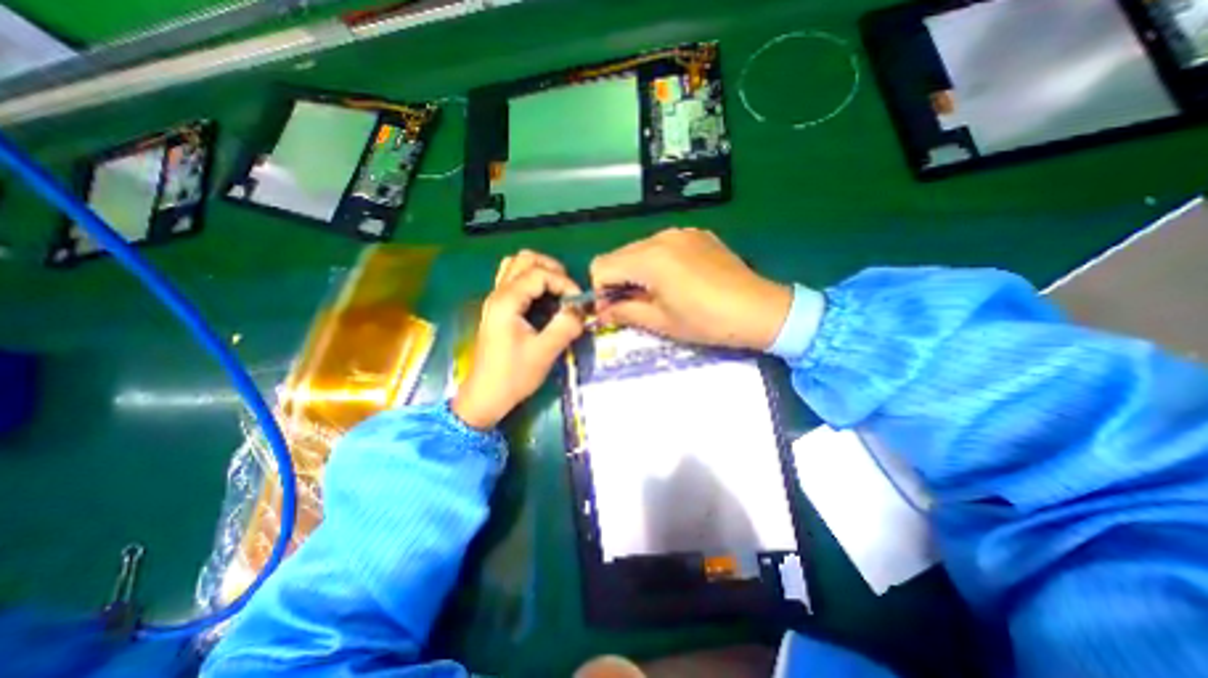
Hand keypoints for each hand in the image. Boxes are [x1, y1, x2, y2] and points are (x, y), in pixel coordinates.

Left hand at [454, 248, 586, 428]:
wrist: (486, 396)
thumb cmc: (513, 376)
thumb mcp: (544, 352)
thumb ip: (566, 326)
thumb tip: (581, 310)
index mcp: (507, 301)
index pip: (539, 273)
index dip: (563, 282)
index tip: (578, 302)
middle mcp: (498, 294)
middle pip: (524, 259)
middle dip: (551, 269)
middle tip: (568, 289)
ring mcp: (495, 300)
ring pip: (516, 266)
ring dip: (540, 271)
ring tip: (557, 290)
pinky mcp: (498, 309)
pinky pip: (513, 280)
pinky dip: (531, 281)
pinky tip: (543, 299)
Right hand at [588, 230, 793, 352]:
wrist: (760, 309)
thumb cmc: (706, 321)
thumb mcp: (661, 322)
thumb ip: (624, 312)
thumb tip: (602, 312)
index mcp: (649, 258)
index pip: (601, 266)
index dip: (600, 291)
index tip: (613, 310)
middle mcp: (661, 236)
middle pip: (618, 255)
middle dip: (617, 281)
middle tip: (633, 305)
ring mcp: (681, 232)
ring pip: (639, 249)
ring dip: (637, 271)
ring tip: (656, 294)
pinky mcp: (697, 234)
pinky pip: (663, 245)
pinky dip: (657, 263)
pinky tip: (677, 281)